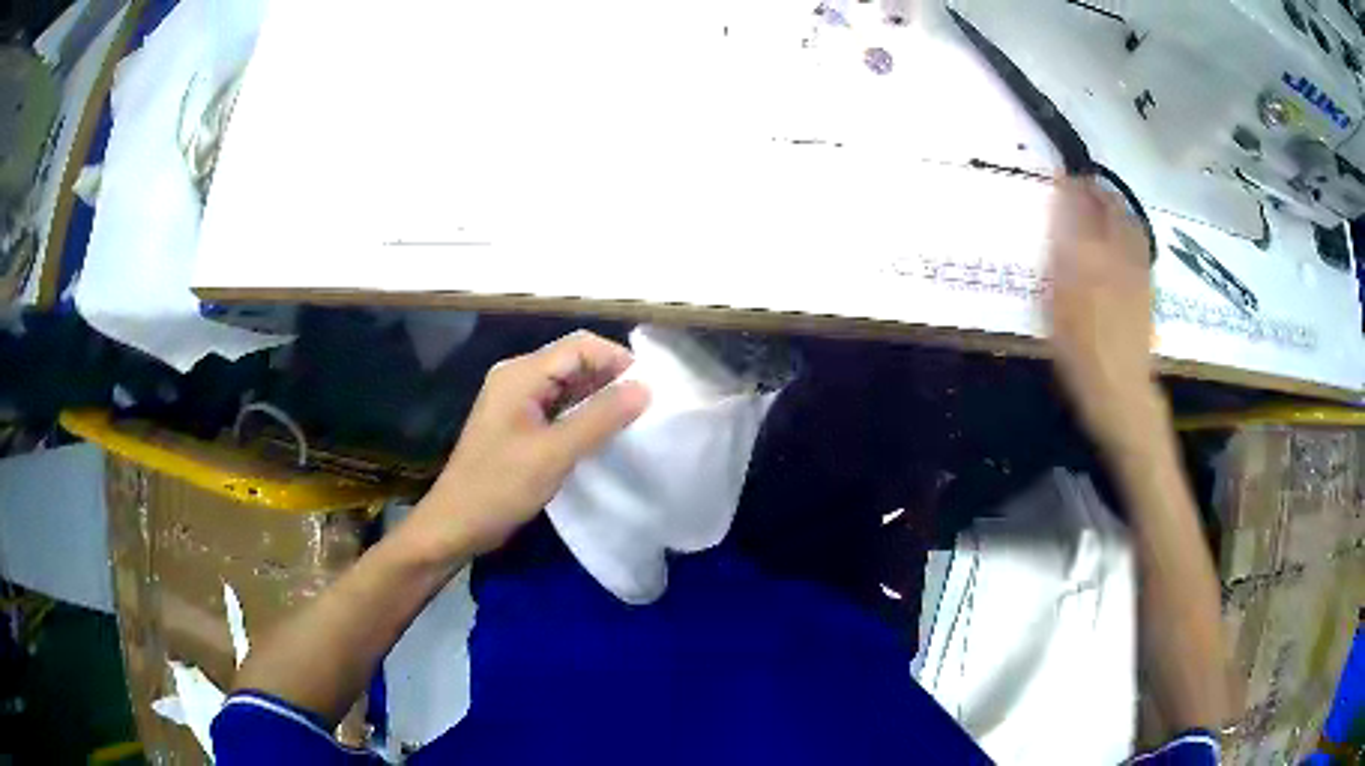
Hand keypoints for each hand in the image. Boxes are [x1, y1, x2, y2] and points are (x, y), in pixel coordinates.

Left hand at [408, 331, 650, 560]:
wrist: (456, 524)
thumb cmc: (499, 487)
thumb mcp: (554, 454)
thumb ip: (600, 418)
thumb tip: (645, 388)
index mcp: (521, 374)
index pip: (580, 346)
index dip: (618, 360)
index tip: (652, 388)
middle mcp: (517, 377)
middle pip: (574, 361)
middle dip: (611, 378)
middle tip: (648, 406)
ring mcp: (515, 401)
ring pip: (567, 385)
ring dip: (598, 397)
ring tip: (633, 420)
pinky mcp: (517, 423)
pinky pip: (557, 406)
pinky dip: (581, 414)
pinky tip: (603, 433)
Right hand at [1046, 176, 1162, 450]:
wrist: (1120, 391)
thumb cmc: (1080, 350)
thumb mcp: (1059, 300)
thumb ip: (1061, 250)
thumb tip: (1061, 209)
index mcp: (1094, 254)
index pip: (1084, 206)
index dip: (1073, 187)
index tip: (1062, 174)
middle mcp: (1120, 256)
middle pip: (1114, 212)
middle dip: (1099, 192)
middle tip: (1085, 184)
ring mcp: (1137, 274)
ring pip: (1131, 228)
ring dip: (1118, 208)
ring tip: (1106, 203)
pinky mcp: (1146, 293)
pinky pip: (1140, 249)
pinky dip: (1131, 232)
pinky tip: (1125, 238)